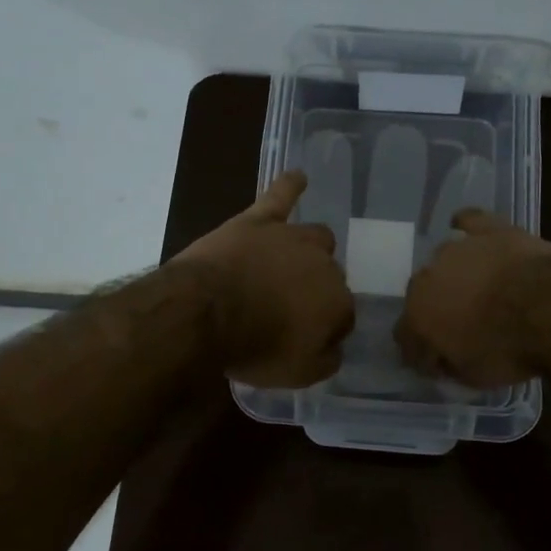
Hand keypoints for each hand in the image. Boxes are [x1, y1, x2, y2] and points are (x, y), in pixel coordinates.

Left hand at [173, 171, 354, 387]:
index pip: (343, 316)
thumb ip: (326, 360)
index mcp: (338, 302)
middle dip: (316, 291)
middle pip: (330, 275)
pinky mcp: (259, 220)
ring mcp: (292, 238)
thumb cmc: (255, 347)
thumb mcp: (298, 374)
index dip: (326, 329)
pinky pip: (280, 196)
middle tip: (289, 309)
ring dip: (310, 250)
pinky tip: (298, 177)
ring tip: (295, 260)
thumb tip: (335, 348)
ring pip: (316, 237)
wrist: (207, 313)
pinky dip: (290, 186)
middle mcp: (325, 265)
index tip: (306, 340)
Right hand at [398, 209, 550, 386]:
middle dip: (434, 310)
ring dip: (452, 276)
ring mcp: (457, 249)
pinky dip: (465, 226)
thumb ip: (451, 365)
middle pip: (421, 295)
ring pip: (443, 261)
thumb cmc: (508, 349)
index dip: (420, 352)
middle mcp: (427, 277)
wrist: (550, 307)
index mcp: (417, 316)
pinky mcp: (488, 229)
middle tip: (458, 325)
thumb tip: (445, 358)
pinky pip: (469, 221)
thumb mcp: (474, 377)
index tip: (437, 363)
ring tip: (474, 288)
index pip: (405, 337)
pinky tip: (464, 228)